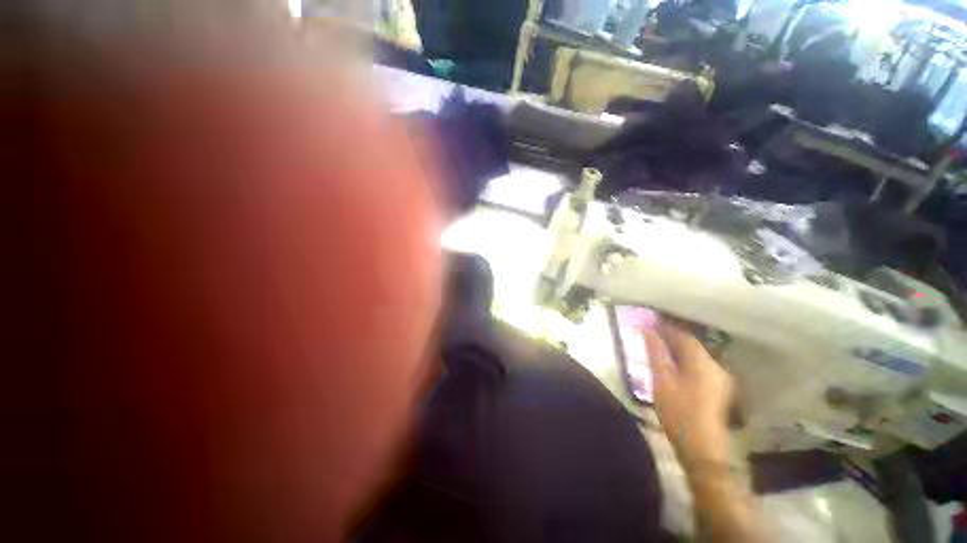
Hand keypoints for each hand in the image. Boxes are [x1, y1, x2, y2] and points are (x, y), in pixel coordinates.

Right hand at [643, 321, 734, 467]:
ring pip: (695, 355)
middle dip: (671, 336)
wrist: (702, 449)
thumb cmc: (679, 412)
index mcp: (703, 362)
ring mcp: (719, 379)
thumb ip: (655, 352)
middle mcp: (716, 366)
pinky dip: (684, 359)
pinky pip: (698, 365)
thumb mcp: (661, 380)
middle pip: (692, 344)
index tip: (649, 319)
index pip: (684, 336)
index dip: (666, 326)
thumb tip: (647, 329)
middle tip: (650, 331)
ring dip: (677, 348)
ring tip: (657, 345)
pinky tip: (672, 363)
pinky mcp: (717, 390)